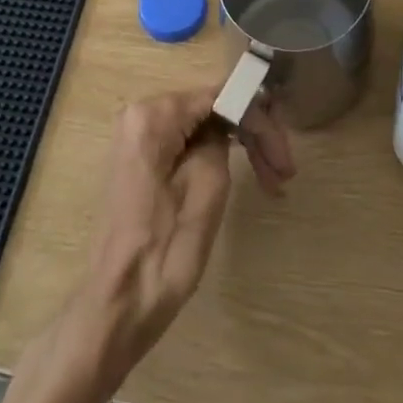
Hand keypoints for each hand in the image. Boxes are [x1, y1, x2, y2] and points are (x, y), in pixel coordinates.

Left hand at [73, 86, 294, 381]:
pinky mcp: (142, 160)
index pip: (220, 96)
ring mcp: (138, 137)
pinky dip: (218, 157)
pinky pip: (188, 143)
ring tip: (274, 182)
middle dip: (252, 134)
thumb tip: (231, 119)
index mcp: (153, 115)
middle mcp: (141, 114)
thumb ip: (222, 139)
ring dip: (240, 147)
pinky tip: (245, 177)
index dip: (259, 118)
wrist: (116, 307)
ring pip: (204, 126)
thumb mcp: (207, 188)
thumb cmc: (164, 251)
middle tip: (285, 172)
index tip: (284, 154)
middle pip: (212, 108)